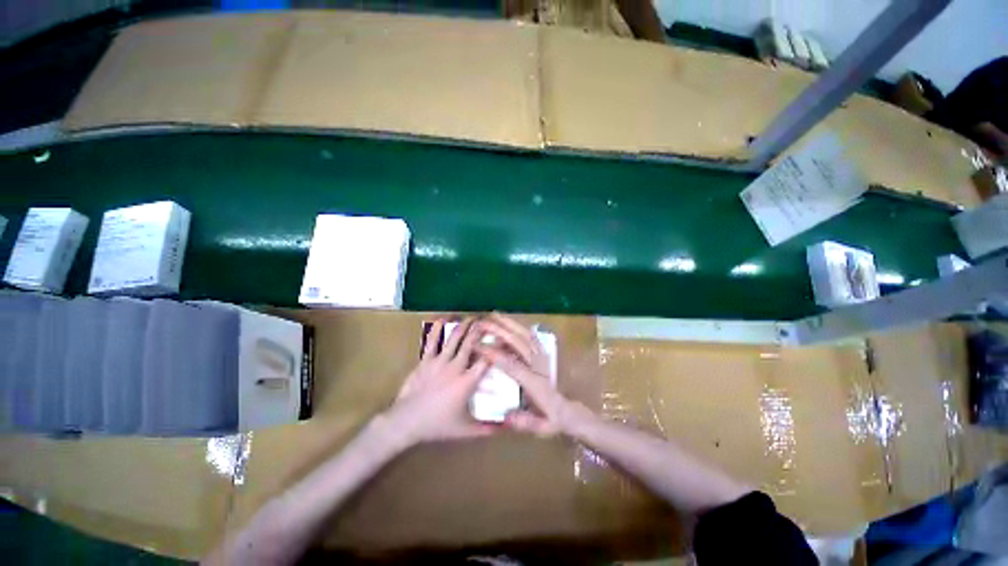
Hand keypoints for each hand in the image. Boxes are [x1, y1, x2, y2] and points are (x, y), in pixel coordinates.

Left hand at [384, 318, 494, 444]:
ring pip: (454, 339)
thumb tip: (505, 428)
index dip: (496, 349)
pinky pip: (432, 341)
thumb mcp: (465, 430)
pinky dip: (437, 329)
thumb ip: (486, 429)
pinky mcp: (426, 361)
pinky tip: (443, 319)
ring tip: (471, 317)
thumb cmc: (437, 425)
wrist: (406, 422)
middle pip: (471, 344)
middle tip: (487, 321)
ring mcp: (439, 362)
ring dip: (463, 326)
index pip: (486, 361)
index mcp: (467, 382)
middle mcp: (456, 367)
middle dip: (480, 330)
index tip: (504, 340)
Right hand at [476, 313, 593, 436]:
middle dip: (500, 331)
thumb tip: (507, 416)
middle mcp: (538, 366)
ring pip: (526, 336)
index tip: (479, 347)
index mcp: (536, 384)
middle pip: (519, 344)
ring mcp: (542, 358)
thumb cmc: (551, 420)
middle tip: (483, 323)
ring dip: (510, 324)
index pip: (513, 366)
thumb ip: (525, 423)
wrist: (568, 412)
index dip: (496, 356)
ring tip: (495, 315)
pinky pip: (531, 337)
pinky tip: (510, 322)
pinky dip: (520, 327)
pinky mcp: (543, 354)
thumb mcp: (541, 427)